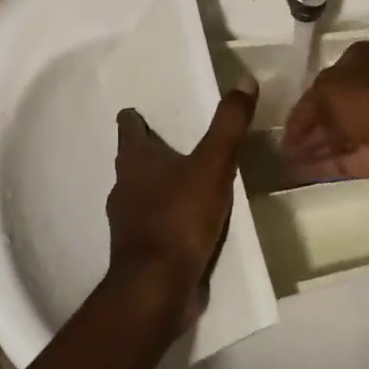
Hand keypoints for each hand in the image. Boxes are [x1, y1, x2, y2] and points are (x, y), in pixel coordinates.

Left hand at [106, 82, 257, 323]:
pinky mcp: (139, 251)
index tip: (146, 111)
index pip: (128, 126)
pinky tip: (189, 223)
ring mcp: (127, 221)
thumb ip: (228, 124)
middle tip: (177, 142)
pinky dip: (168, 218)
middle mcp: (124, 186)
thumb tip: (245, 79)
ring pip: (142, 193)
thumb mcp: (212, 164)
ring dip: (160, 186)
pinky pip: (154, 225)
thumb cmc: (179, 217)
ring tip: (188, 180)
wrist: (156, 289)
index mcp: (134, 160)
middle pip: (133, 160)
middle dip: (151, 151)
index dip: (136, 117)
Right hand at [283, 41, 368, 200]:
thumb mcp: (332, 90)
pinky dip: (324, 164)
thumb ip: (310, 105)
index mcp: (361, 60)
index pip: (321, 81)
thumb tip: (299, 127)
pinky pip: (346, 158)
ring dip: (312, 147)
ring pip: (336, 134)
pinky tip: (300, 172)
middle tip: (279, 146)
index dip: (301, 104)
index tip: (281, 125)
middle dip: (305, 127)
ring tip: (284, 161)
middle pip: (329, 109)